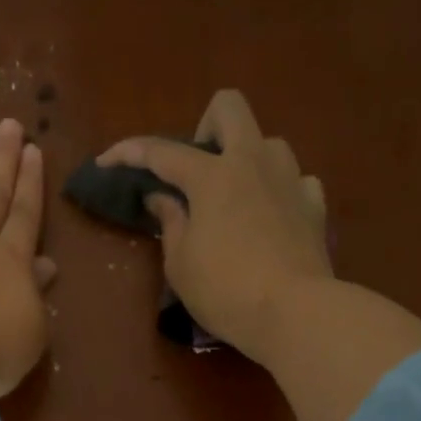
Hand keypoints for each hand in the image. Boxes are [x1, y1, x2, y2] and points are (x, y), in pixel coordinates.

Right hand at [98, 90, 331, 365]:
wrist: (295, 313)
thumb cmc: (225, 291)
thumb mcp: (181, 264)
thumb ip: (171, 222)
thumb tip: (162, 197)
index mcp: (212, 176)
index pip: (161, 152)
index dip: (128, 152)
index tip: (106, 162)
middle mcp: (253, 163)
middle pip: (229, 107)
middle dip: (204, 127)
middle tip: (195, 171)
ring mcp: (290, 179)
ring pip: (267, 143)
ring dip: (245, 161)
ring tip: (234, 200)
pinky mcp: (314, 205)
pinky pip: (294, 180)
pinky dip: (276, 192)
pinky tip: (268, 219)